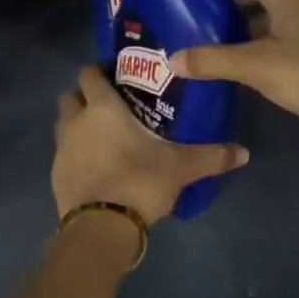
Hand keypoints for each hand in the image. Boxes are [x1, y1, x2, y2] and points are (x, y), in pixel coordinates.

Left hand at [53, 65, 247, 223]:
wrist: (101, 227)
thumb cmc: (139, 182)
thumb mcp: (181, 168)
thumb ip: (212, 157)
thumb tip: (243, 153)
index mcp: (102, 108)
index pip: (89, 74)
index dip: (99, 71)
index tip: (115, 74)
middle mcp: (76, 122)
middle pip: (70, 95)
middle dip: (84, 95)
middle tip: (109, 103)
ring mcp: (61, 149)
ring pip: (63, 123)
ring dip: (76, 122)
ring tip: (101, 134)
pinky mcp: (55, 175)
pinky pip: (62, 153)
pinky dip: (74, 152)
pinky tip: (95, 165)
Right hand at [170, 0, 298, 133]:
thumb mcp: (253, 65)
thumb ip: (211, 60)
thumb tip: (172, 60)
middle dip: (225, 3)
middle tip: (191, 15)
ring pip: (267, 16)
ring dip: (241, 24)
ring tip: (207, 37)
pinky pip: (277, 35)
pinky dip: (256, 41)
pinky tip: (237, 58)